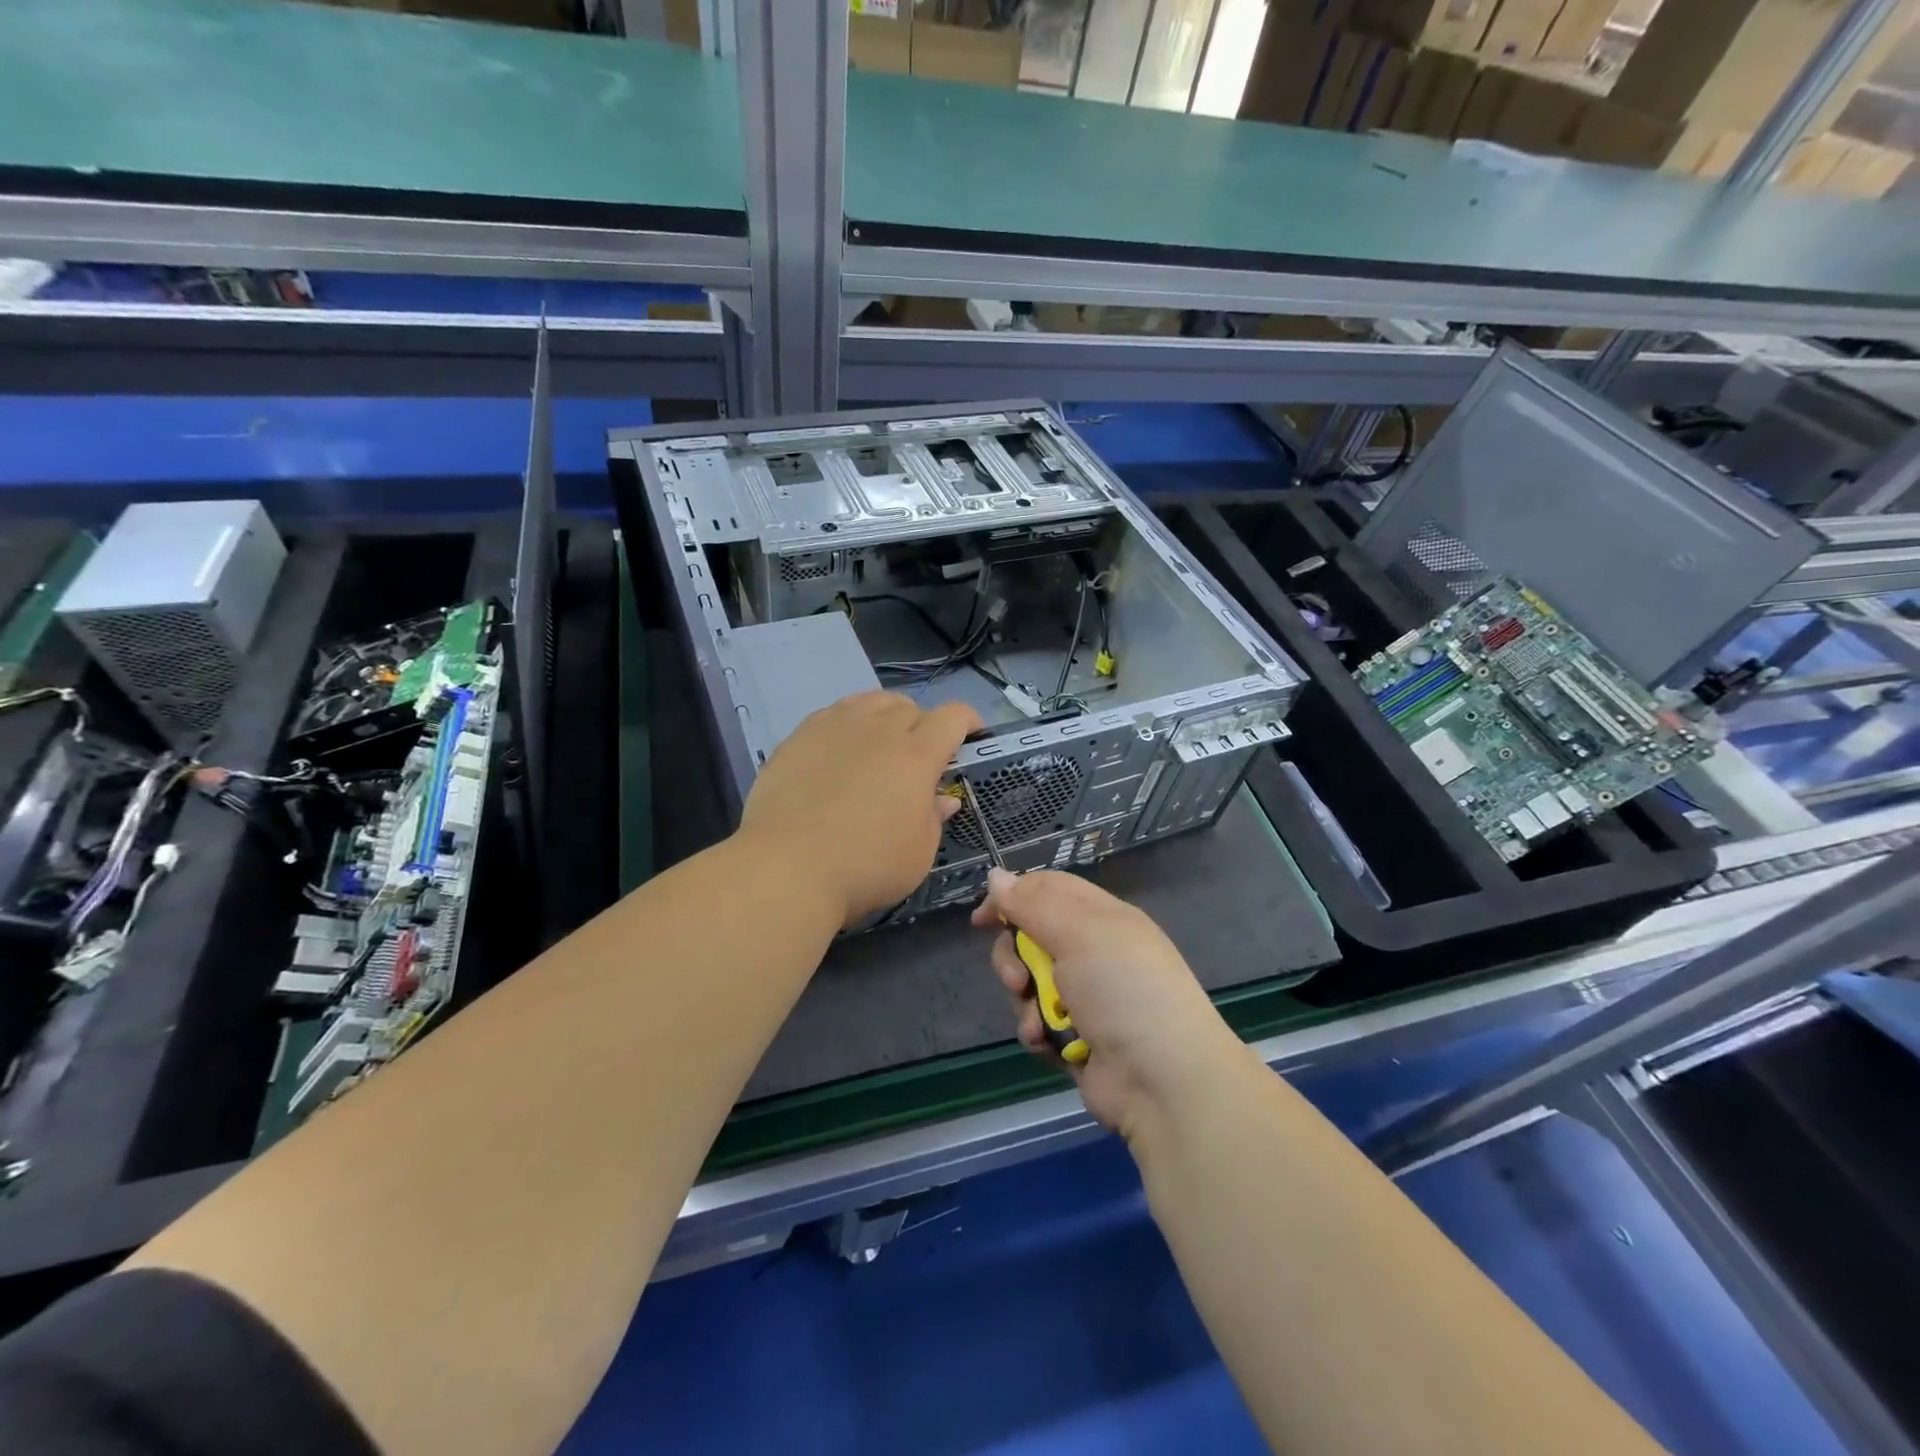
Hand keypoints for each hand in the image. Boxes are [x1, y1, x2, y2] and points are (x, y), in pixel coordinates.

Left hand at [739, 691, 982, 927]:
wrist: (787, 867)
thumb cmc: (865, 866)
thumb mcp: (918, 854)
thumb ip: (934, 818)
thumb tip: (943, 798)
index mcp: (916, 755)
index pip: (952, 717)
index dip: (968, 721)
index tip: (972, 735)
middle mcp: (879, 730)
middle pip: (911, 707)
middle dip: (924, 724)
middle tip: (920, 756)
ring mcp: (835, 727)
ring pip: (871, 701)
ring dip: (887, 716)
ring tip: (881, 742)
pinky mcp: (800, 736)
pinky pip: (835, 712)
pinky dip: (850, 722)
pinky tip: (841, 748)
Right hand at [973, 868, 1240, 1143]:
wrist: (1163, 1080)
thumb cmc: (1124, 989)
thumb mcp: (1079, 933)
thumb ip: (1033, 904)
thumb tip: (996, 876)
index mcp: (1102, 918)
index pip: (1049, 890)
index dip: (1013, 897)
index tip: (982, 918)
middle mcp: (1093, 952)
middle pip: (1031, 937)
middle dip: (1014, 958)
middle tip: (1018, 979)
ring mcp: (1086, 997)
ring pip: (1030, 982)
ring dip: (1025, 1001)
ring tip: (1039, 1021)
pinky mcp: (1077, 1037)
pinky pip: (1038, 1021)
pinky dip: (1037, 1031)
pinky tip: (1046, 1043)